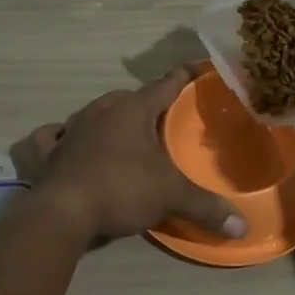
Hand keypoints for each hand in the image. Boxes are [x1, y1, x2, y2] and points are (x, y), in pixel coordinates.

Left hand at [24, 66, 247, 242]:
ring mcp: (72, 130)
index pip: (165, 84)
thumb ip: (206, 207)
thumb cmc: (121, 189)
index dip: (183, 76)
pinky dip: (63, 136)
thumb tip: (244, 226)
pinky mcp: (51, 154)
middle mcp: (100, 111)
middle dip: (146, 102)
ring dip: (110, 118)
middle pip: (129, 97)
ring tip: (124, 131)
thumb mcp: (171, 196)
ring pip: (94, 112)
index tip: (196, 68)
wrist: (62, 213)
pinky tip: (68, 141)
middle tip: (163, 116)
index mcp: (132, 109)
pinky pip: (56, 137)